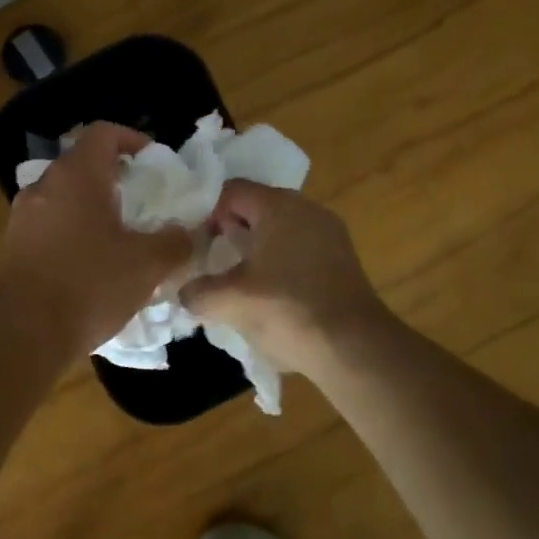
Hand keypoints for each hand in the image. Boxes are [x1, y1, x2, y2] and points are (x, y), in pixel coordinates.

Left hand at [0, 122, 195, 357]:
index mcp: (76, 175)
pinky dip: (73, 231)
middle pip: (82, 164)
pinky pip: (50, 224)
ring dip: (92, 206)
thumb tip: (187, 234)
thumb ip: (174, 242)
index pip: (103, 133)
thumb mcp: (147, 264)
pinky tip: (92, 263)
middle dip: (114, 178)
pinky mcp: (13, 245)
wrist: (25, 333)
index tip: (153, 160)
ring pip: (64, 196)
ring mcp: (23, 216)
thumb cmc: (90, 284)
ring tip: (120, 235)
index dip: (132, 139)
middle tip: (142, 202)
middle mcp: (44, 186)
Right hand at [180, 181, 390, 379]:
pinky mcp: (341, 259)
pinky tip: (269, 293)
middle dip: (230, 232)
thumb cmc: (287, 310)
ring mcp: (329, 233)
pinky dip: (279, 262)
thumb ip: (197, 292)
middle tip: (211, 261)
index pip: (231, 191)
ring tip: (237, 280)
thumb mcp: (230, 302)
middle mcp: (306, 208)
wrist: (353, 347)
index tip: (194, 244)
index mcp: (279, 205)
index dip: (206, 213)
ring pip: (279, 229)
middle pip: (256, 208)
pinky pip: (299, 248)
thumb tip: (185, 292)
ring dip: (255, 249)